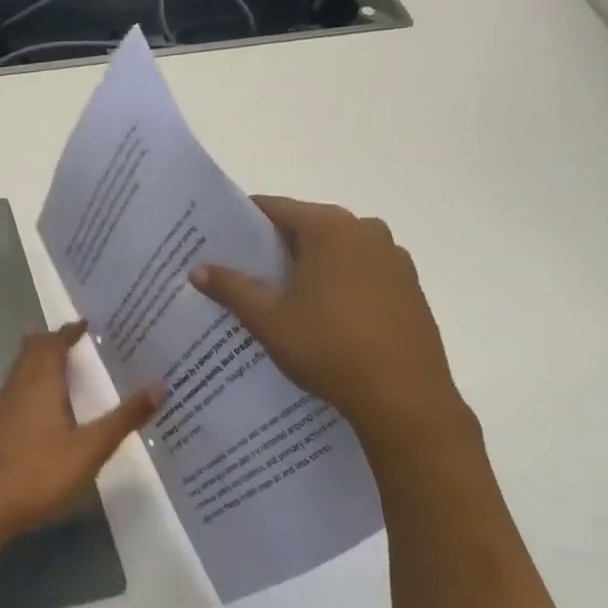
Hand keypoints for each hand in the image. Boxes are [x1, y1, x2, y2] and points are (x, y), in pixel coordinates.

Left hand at [0, 322, 162, 538]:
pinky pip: (15, 389)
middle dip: (49, 340)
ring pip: (19, 370)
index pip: (54, 346)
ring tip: (53, 358)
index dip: (68, 332)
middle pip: (31, 352)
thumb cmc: (39, 474)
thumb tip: (159, 385)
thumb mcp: (90, 449)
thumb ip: (123, 418)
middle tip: (70, 335)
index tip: (84, 323)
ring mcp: (3, 408)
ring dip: (36, 358)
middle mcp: (18, 388)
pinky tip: (36, 401)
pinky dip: (29, 380)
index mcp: (41, 385)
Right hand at [190, 199, 473, 450]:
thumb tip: (198, 269)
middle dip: (274, 246)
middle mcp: (367, 231)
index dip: (243, 222)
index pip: (275, 208)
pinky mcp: (409, 288)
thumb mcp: (268, 319)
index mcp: (331, 228)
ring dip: (306, 265)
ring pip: (335, 251)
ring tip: (277, 295)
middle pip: (306, 227)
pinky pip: (360, 272)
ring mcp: (394, 259)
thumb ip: (231, 288)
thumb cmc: (328, 348)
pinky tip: (319, 315)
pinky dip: (336, 283)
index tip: (218, 239)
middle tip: (240, 270)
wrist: (404, 399)